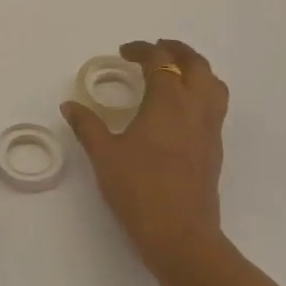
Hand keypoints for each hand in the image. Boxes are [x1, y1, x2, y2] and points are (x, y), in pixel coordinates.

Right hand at [62, 39, 229, 285]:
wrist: (181, 235)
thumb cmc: (139, 190)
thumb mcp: (104, 156)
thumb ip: (88, 126)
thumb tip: (70, 106)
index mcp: (168, 101)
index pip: (160, 61)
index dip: (142, 50)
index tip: (124, 52)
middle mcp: (195, 107)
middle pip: (196, 64)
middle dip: (176, 51)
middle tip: (155, 50)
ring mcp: (210, 129)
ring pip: (213, 84)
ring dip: (196, 69)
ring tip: (174, 72)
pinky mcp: (215, 148)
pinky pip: (215, 106)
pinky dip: (201, 92)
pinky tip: (180, 109)